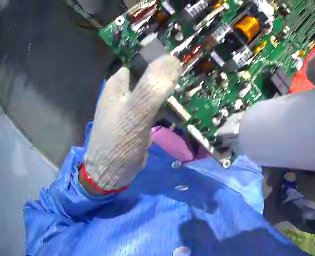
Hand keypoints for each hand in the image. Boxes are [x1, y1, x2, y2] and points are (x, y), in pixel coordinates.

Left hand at [80, 54, 180, 194]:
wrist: (109, 174)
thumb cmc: (118, 144)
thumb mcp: (135, 114)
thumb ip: (152, 87)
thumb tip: (174, 59)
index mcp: (121, 79)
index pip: (147, 58)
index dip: (167, 60)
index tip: (187, 67)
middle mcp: (126, 87)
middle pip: (153, 73)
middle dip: (172, 79)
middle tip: (190, 86)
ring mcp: (132, 103)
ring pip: (156, 90)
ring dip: (171, 94)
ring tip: (188, 98)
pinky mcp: (137, 117)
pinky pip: (155, 105)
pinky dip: (167, 107)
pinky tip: (177, 112)